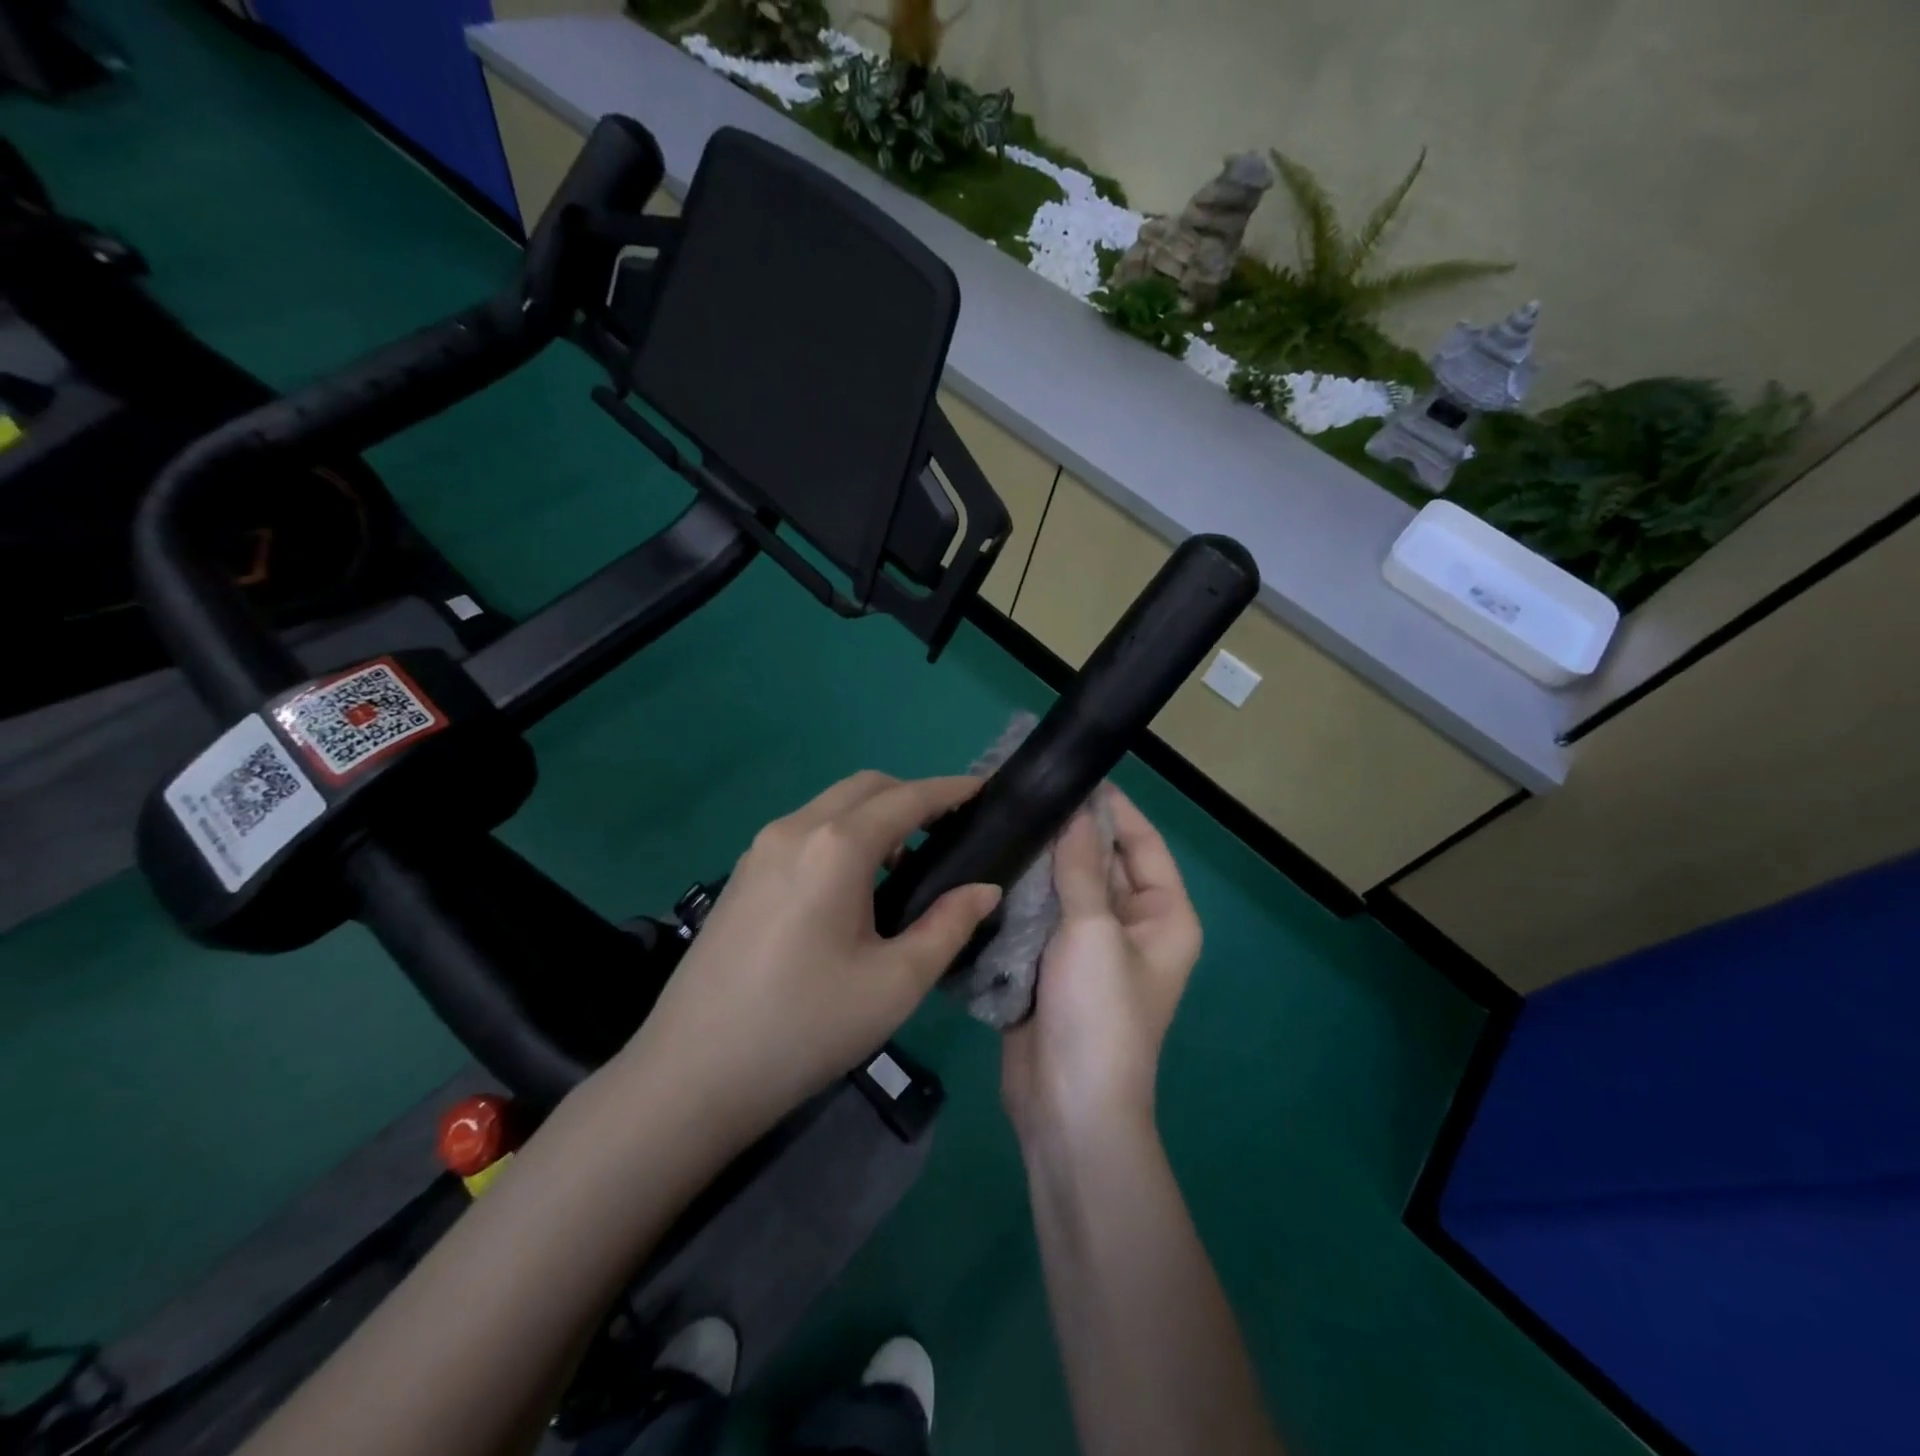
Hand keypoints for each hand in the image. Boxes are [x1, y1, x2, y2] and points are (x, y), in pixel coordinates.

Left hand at [620, 771, 1002, 1146]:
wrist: (692, 1074)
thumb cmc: (806, 1027)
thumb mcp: (895, 983)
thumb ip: (948, 926)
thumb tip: (985, 889)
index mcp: (836, 847)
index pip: (907, 799)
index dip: (950, 790)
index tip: (983, 789)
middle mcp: (795, 829)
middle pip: (865, 787)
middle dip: (912, 795)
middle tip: (948, 830)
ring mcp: (760, 849)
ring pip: (830, 806)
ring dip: (874, 814)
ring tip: (906, 861)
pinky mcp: (742, 874)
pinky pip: (805, 830)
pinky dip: (841, 834)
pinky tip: (853, 885)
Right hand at [1002, 787, 1201, 1146]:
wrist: (1068, 1106)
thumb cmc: (1099, 1013)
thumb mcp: (1093, 931)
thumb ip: (1079, 868)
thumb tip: (1073, 811)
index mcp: (1163, 915)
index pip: (1142, 843)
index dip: (1112, 808)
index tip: (1073, 773)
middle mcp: (1131, 925)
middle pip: (1100, 862)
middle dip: (1068, 832)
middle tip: (1023, 793)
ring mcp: (1089, 946)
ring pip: (1065, 888)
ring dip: (1040, 861)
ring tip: (1001, 819)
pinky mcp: (1052, 964)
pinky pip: (1040, 915)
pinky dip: (1022, 893)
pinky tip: (991, 863)